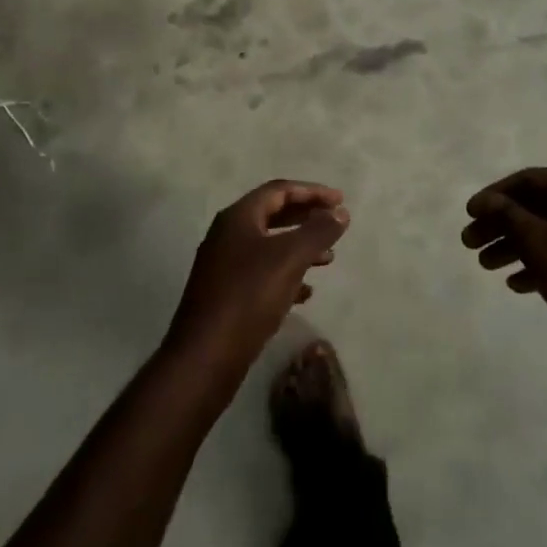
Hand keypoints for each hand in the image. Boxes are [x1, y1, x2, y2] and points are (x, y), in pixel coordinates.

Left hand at [164, 180, 349, 390]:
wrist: (206, 356)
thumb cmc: (249, 296)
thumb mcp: (290, 258)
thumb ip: (318, 231)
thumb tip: (339, 212)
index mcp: (238, 218)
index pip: (279, 190)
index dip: (312, 191)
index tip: (340, 200)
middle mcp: (228, 235)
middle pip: (273, 215)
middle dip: (306, 217)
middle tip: (335, 222)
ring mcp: (224, 266)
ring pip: (269, 246)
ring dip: (300, 247)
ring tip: (329, 258)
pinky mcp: (226, 294)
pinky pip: (263, 274)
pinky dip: (287, 275)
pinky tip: (306, 293)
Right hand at [462, 168, 546, 364]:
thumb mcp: (542, 245)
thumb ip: (509, 217)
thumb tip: (485, 200)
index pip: (531, 180)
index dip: (495, 195)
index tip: (469, 215)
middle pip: (539, 207)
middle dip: (502, 224)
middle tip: (469, 244)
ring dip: (516, 245)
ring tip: (485, 266)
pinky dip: (540, 264)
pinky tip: (517, 284)